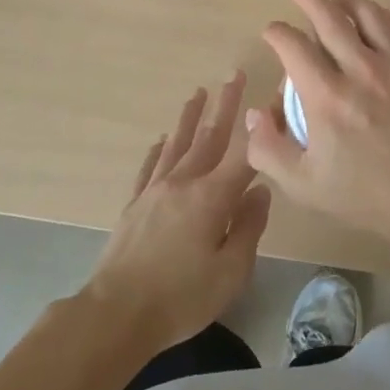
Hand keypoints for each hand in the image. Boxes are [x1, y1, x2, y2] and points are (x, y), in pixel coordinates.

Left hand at [83, 72, 271, 356]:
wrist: (116, 315)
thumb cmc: (180, 298)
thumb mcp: (230, 272)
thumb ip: (249, 228)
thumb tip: (260, 190)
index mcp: (211, 197)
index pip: (244, 154)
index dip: (261, 128)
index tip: (273, 101)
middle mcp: (183, 182)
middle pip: (209, 137)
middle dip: (224, 105)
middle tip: (234, 74)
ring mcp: (155, 191)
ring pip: (177, 144)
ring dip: (190, 117)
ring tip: (198, 93)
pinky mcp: (134, 205)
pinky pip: (149, 167)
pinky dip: (158, 149)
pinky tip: (162, 139)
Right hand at [247, 0, 389, 250]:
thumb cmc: (365, 194)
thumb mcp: (303, 184)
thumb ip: (268, 148)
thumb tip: (255, 113)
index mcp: (327, 96)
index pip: (292, 45)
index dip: (277, 32)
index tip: (272, 32)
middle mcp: (361, 70)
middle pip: (329, 16)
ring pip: (369, 13)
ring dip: (347, 2)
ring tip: (338, 3)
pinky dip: (388, 17)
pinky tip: (380, 21)